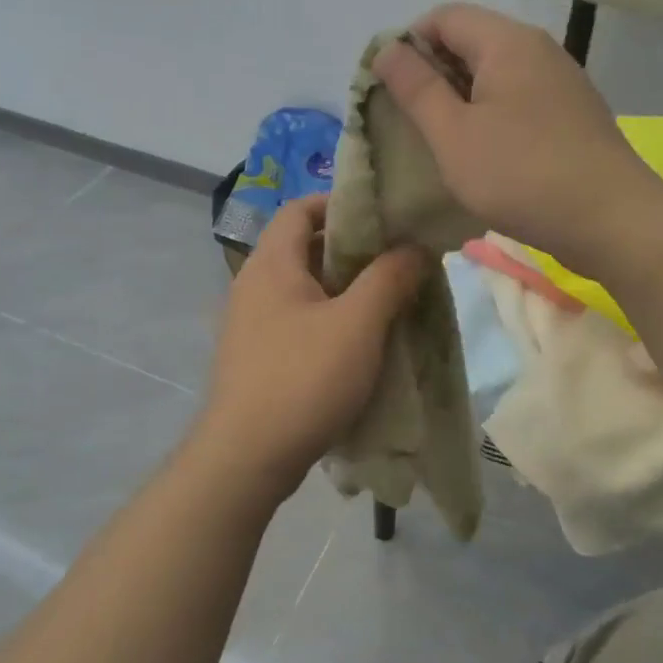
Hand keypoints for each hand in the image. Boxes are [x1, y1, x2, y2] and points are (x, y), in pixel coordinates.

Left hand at [193, 196, 428, 502]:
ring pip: (304, 289)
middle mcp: (253, 286)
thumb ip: (389, 277)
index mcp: (271, 265)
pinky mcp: (257, 357)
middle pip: (304, 248)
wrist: (246, 458)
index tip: (383, 217)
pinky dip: (329, 321)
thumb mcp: (358, 323)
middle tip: (397, 261)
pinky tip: (359, 344)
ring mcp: (251, 324)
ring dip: (344, 290)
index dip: (340, 203)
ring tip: (387, 302)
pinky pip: (298, 322)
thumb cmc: (303, 378)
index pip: (300, 208)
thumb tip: (415, 246)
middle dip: (352, 250)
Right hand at [373, 3, 660, 273]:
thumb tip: (387, 48)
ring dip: (461, 99)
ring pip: (495, 74)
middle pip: (471, 41)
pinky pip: (519, 99)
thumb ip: (416, 88)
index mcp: (507, 42)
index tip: (390, 92)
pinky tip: (484, 155)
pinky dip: (491, 115)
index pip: (443, 17)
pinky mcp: (572, 114)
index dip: (407, 46)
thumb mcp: (454, 135)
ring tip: (442, 142)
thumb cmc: (522, 175)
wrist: (613, 222)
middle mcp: (538, 49)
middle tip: (409, 122)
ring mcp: (561, 82)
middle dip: (432, 74)